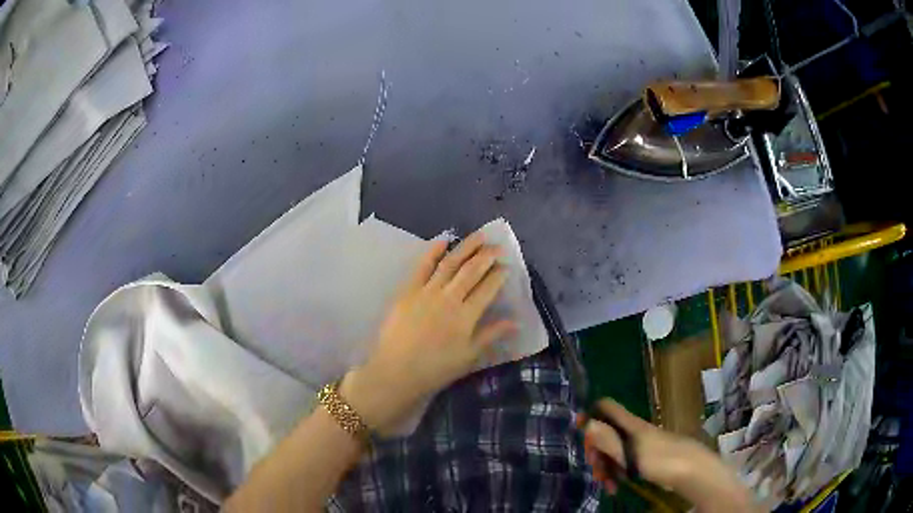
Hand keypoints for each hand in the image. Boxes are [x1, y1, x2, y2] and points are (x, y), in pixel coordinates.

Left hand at [341, 231, 515, 433]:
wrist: (396, 371)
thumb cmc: (435, 368)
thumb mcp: (468, 356)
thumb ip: (491, 335)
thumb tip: (516, 322)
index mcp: (466, 316)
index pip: (488, 289)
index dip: (499, 275)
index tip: (506, 266)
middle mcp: (450, 298)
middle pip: (472, 271)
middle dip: (487, 257)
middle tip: (497, 247)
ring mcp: (428, 291)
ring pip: (451, 263)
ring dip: (467, 247)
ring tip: (479, 236)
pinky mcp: (408, 290)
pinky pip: (422, 266)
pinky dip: (433, 251)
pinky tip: (444, 240)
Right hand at [579, 399, 692, 493]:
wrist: (691, 470)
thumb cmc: (660, 460)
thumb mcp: (630, 453)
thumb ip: (608, 440)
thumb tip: (586, 422)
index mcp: (629, 425)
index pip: (606, 407)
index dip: (591, 414)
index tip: (579, 433)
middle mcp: (633, 431)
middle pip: (606, 433)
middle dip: (597, 452)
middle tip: (595, 471)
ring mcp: (640, 444)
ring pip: (615, 451)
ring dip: (606, 467)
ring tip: (607, 485)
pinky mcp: (646, 458)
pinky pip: (625, 462)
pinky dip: (618, 473)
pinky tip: (616, 486)